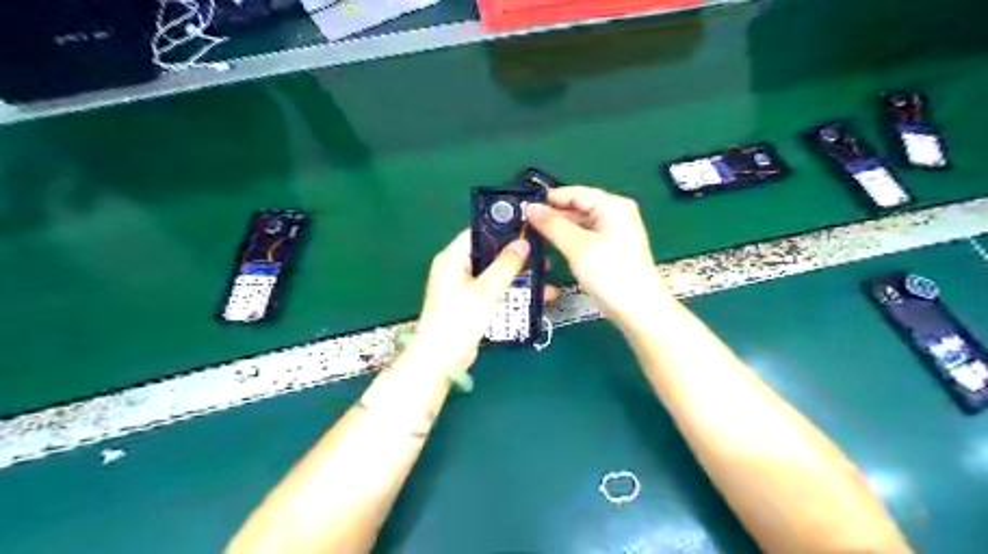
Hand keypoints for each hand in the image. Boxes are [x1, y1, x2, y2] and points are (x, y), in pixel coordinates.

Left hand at [410, 226, 537, 374]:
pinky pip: (494, 291)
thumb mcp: (486, 290)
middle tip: (543, 258)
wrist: (442, 359)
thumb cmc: (459, 319)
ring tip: (546, 279)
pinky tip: (535, 297)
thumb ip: (506, 265)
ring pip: (496, 274)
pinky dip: (511, 293)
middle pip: (491, 254)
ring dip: (519, 278)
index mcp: (453, 257)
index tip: (529, 231)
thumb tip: (523, 242)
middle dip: (517, 258)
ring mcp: (464, 286)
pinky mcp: (472, 303)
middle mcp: (457, 268)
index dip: (504, 229)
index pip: (480, 233)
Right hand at [524, 184, 671, 325]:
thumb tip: (530, 207)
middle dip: (554, 215)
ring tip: (535, 236)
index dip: (550, 199)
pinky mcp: (611, 250)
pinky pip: (586, 238)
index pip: (576, 193)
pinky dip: (570, 241)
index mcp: (613, 206)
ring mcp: (614, 233)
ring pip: (581, 224)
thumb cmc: (610, 273)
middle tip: (526, 225)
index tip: (525, 208)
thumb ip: (552, 225)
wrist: (638, 309)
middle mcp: (616, 214)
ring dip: (560, 229)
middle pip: (579, 207)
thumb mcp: (577, 246)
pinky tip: (554, 247)